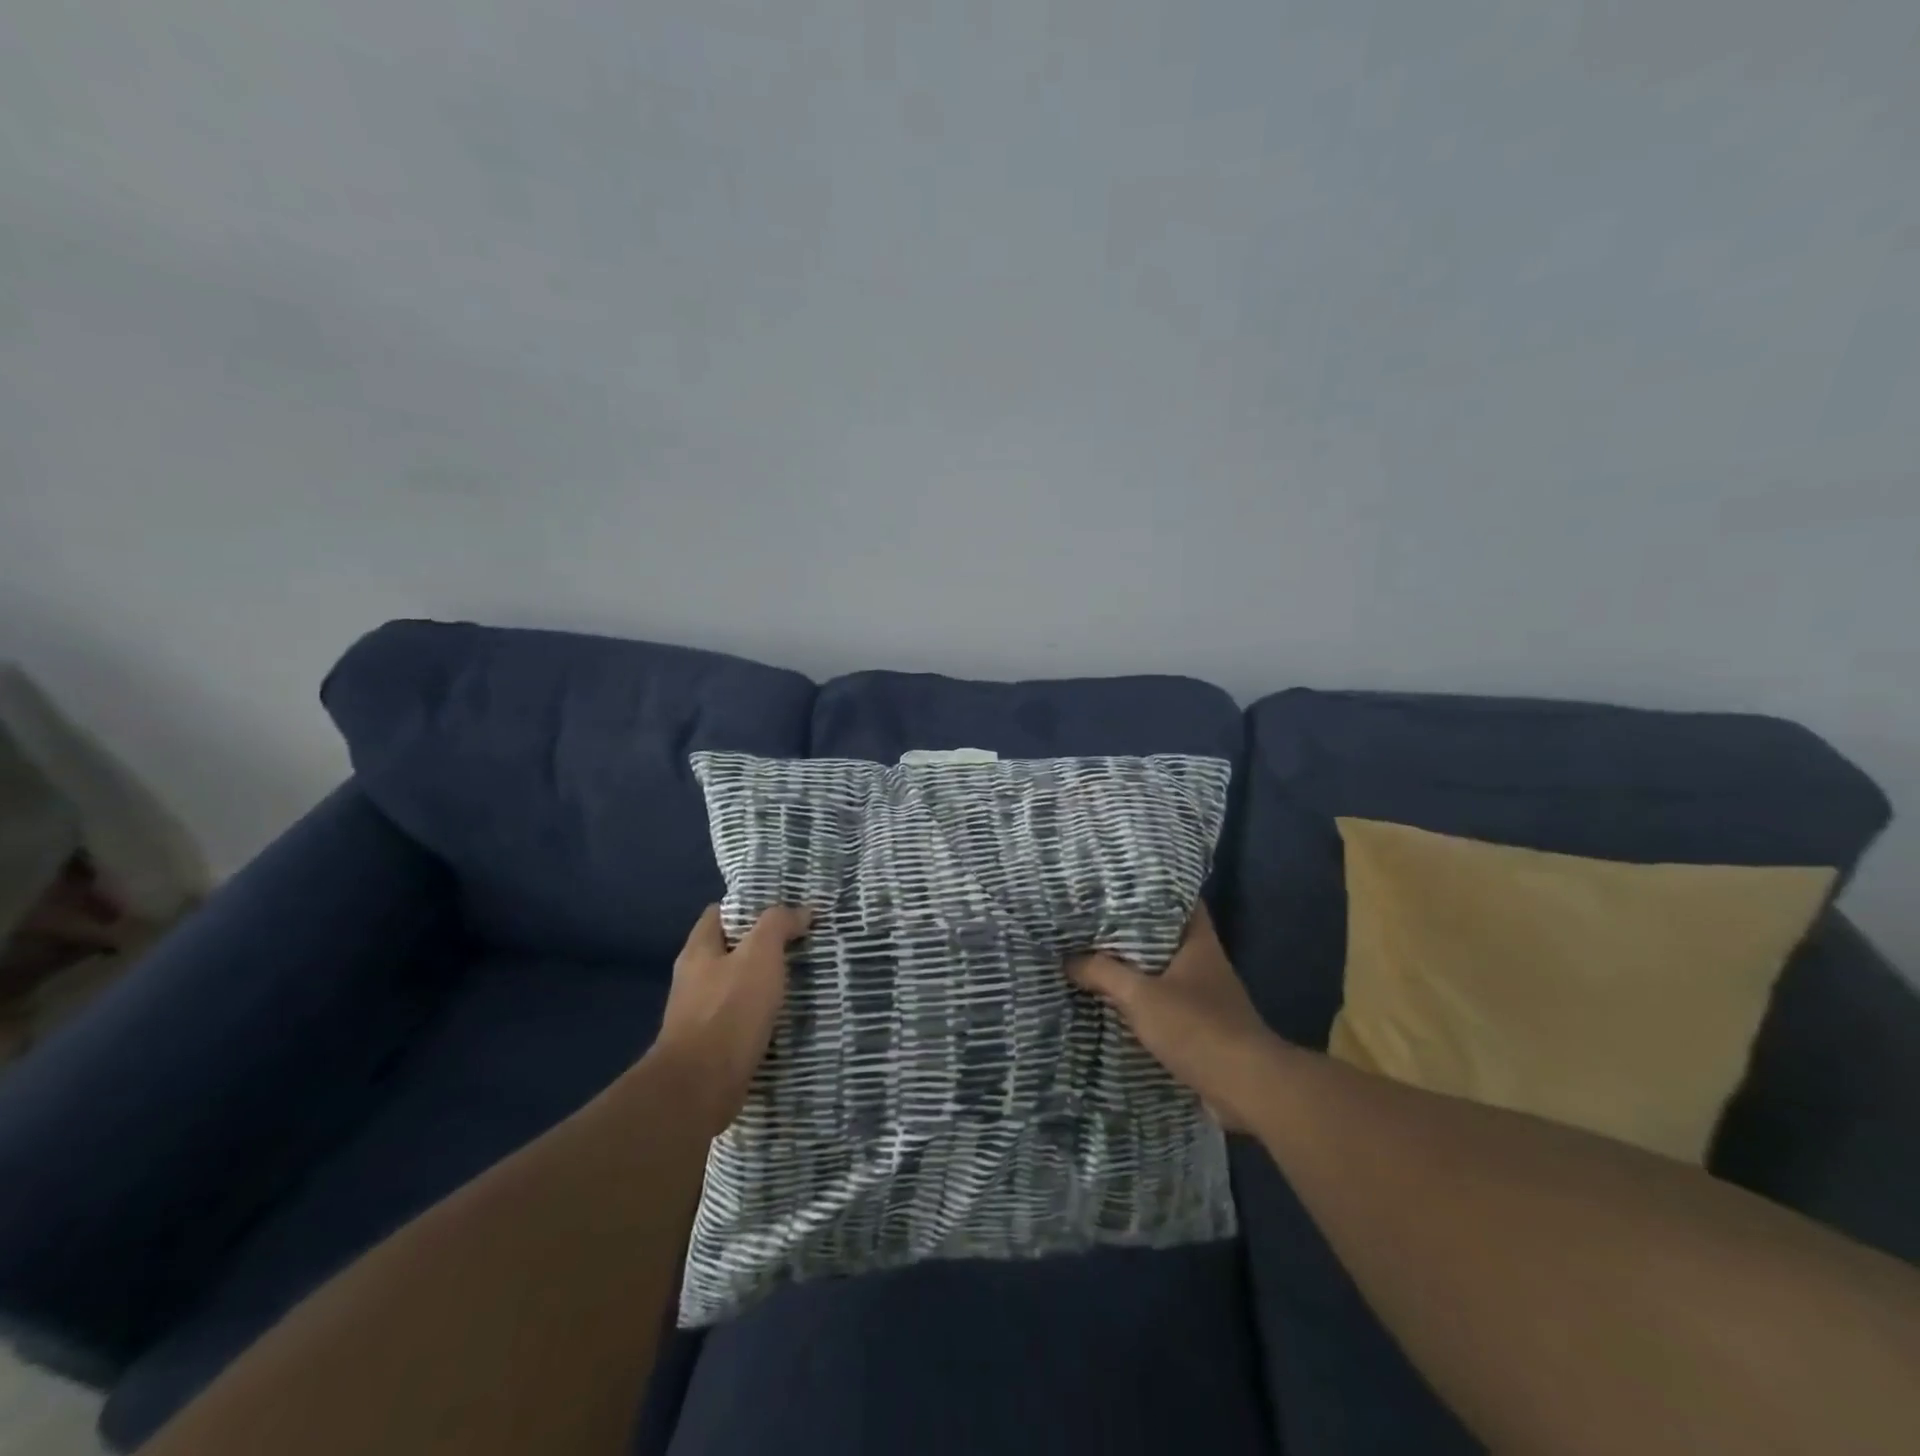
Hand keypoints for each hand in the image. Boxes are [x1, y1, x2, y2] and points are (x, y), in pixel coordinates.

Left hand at [646, 903, 811, 1135]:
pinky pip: (743, 1017)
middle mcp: (694, 978)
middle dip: (765, 944)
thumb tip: (801, 910)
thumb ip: (778, 925)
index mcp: (698, 950)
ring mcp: (701, 1013)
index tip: (785, 907)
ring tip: (804, 975)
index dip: (750, 906)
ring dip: (767, 981)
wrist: (700, 1088)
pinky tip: (789, 1014)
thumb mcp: (759, 956)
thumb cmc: (728, 1012)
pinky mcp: (713, 1044)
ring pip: (739, 984)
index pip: (720, 913)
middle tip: (803, 941)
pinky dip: (764, 1012)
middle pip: (732, 949)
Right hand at [1066, 904, 1281, 1130]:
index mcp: (1198, 942)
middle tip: (1093, 921)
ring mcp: (1206, 995)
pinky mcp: (1202, 1026)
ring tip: (1094, 957)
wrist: (1246, 1088)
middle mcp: (1205, 962)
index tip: (1117, 884)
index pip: (1179, 899)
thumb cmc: (1197, 1027)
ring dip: (1134, 968)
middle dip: (1131, 930)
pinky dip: (1142, 1000)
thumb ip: (1103, 973)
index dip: (1151, 889)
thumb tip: (1068, 959)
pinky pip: (1165, 1002)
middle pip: (1165, 935)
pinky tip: (1114, 1001)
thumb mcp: (1140, 996)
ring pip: (1163, 970)